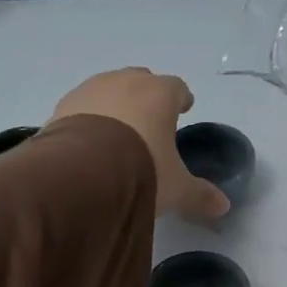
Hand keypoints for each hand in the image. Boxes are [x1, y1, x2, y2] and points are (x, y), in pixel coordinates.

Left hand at [49, 69, 230, 221]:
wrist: (81, 172)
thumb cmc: (141, 170)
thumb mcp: (176, 188)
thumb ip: (200, 194)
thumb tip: (223, 205)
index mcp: (160, 94)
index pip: (176, 87)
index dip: (181, 99)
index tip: (183, 109)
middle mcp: (125, 82)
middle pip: (141, 81)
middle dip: (147, 97)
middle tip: (150, 120)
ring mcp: (91, 89)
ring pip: (109, 89)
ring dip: (116, 105)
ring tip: (117, 131)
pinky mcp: (63, 106)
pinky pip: (83, 107)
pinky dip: (89, 118)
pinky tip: (89, 141)